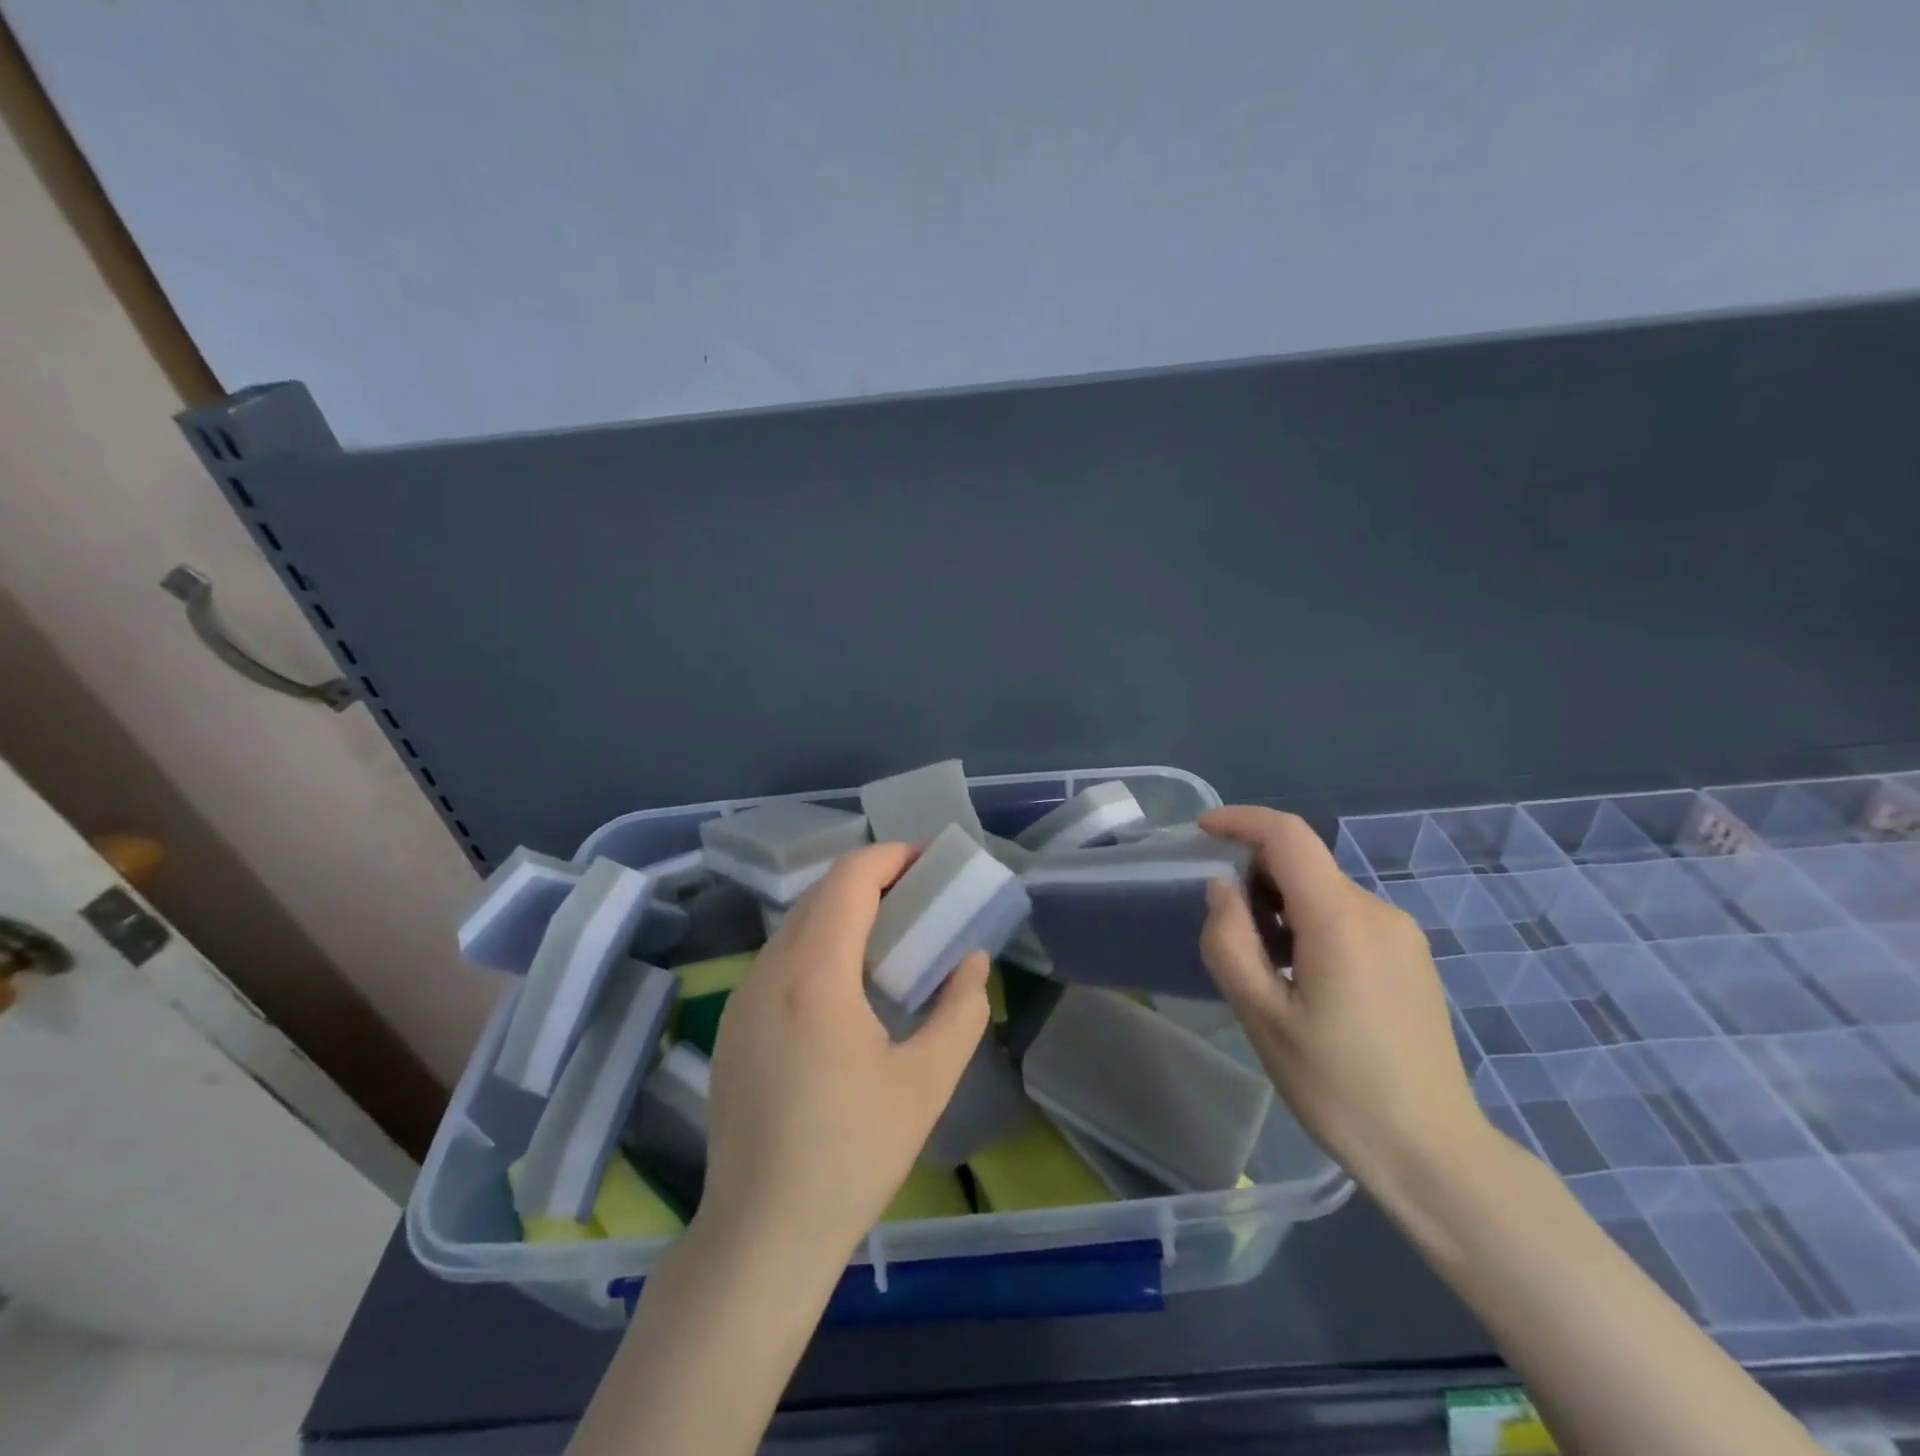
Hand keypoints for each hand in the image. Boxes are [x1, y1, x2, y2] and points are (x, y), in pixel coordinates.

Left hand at [700, 842, 991, 1269]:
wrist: (762, 1234)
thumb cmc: (852, 1154)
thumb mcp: (926, 1082)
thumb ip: (960, 1011)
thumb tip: (972, 963)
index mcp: (815, 976)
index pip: (848, 881)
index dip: (888, 857)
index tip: (925, 859)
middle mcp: (769, 973)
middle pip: (819, 895)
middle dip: (869, 879)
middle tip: (916, 892)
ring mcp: (742, 1000)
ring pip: (794, 926)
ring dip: (840, 910)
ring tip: (887, 932)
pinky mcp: (732, 1028)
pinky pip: (778, 959)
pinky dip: (816, 943)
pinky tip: (844, 982)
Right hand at [1197, 806, 1491, 1185]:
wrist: (1433, 1153)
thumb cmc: (1337, 1086)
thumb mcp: (1262, 1016)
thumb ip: (1230, 941)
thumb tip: (1221, 887)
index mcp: (1340, 919)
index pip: (1288, 835)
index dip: (1241, 820)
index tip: (1202, 831)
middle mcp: (1378, 911)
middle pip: (1305, 863)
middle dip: (1255, 873)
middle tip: (1223, 923)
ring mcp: (1401, 934)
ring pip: (1324, 891)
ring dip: (1281, 903)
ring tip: (1260, 961)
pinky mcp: (1410, 957)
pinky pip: (1348, 916)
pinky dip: (1310, 922)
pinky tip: (1300, 977)